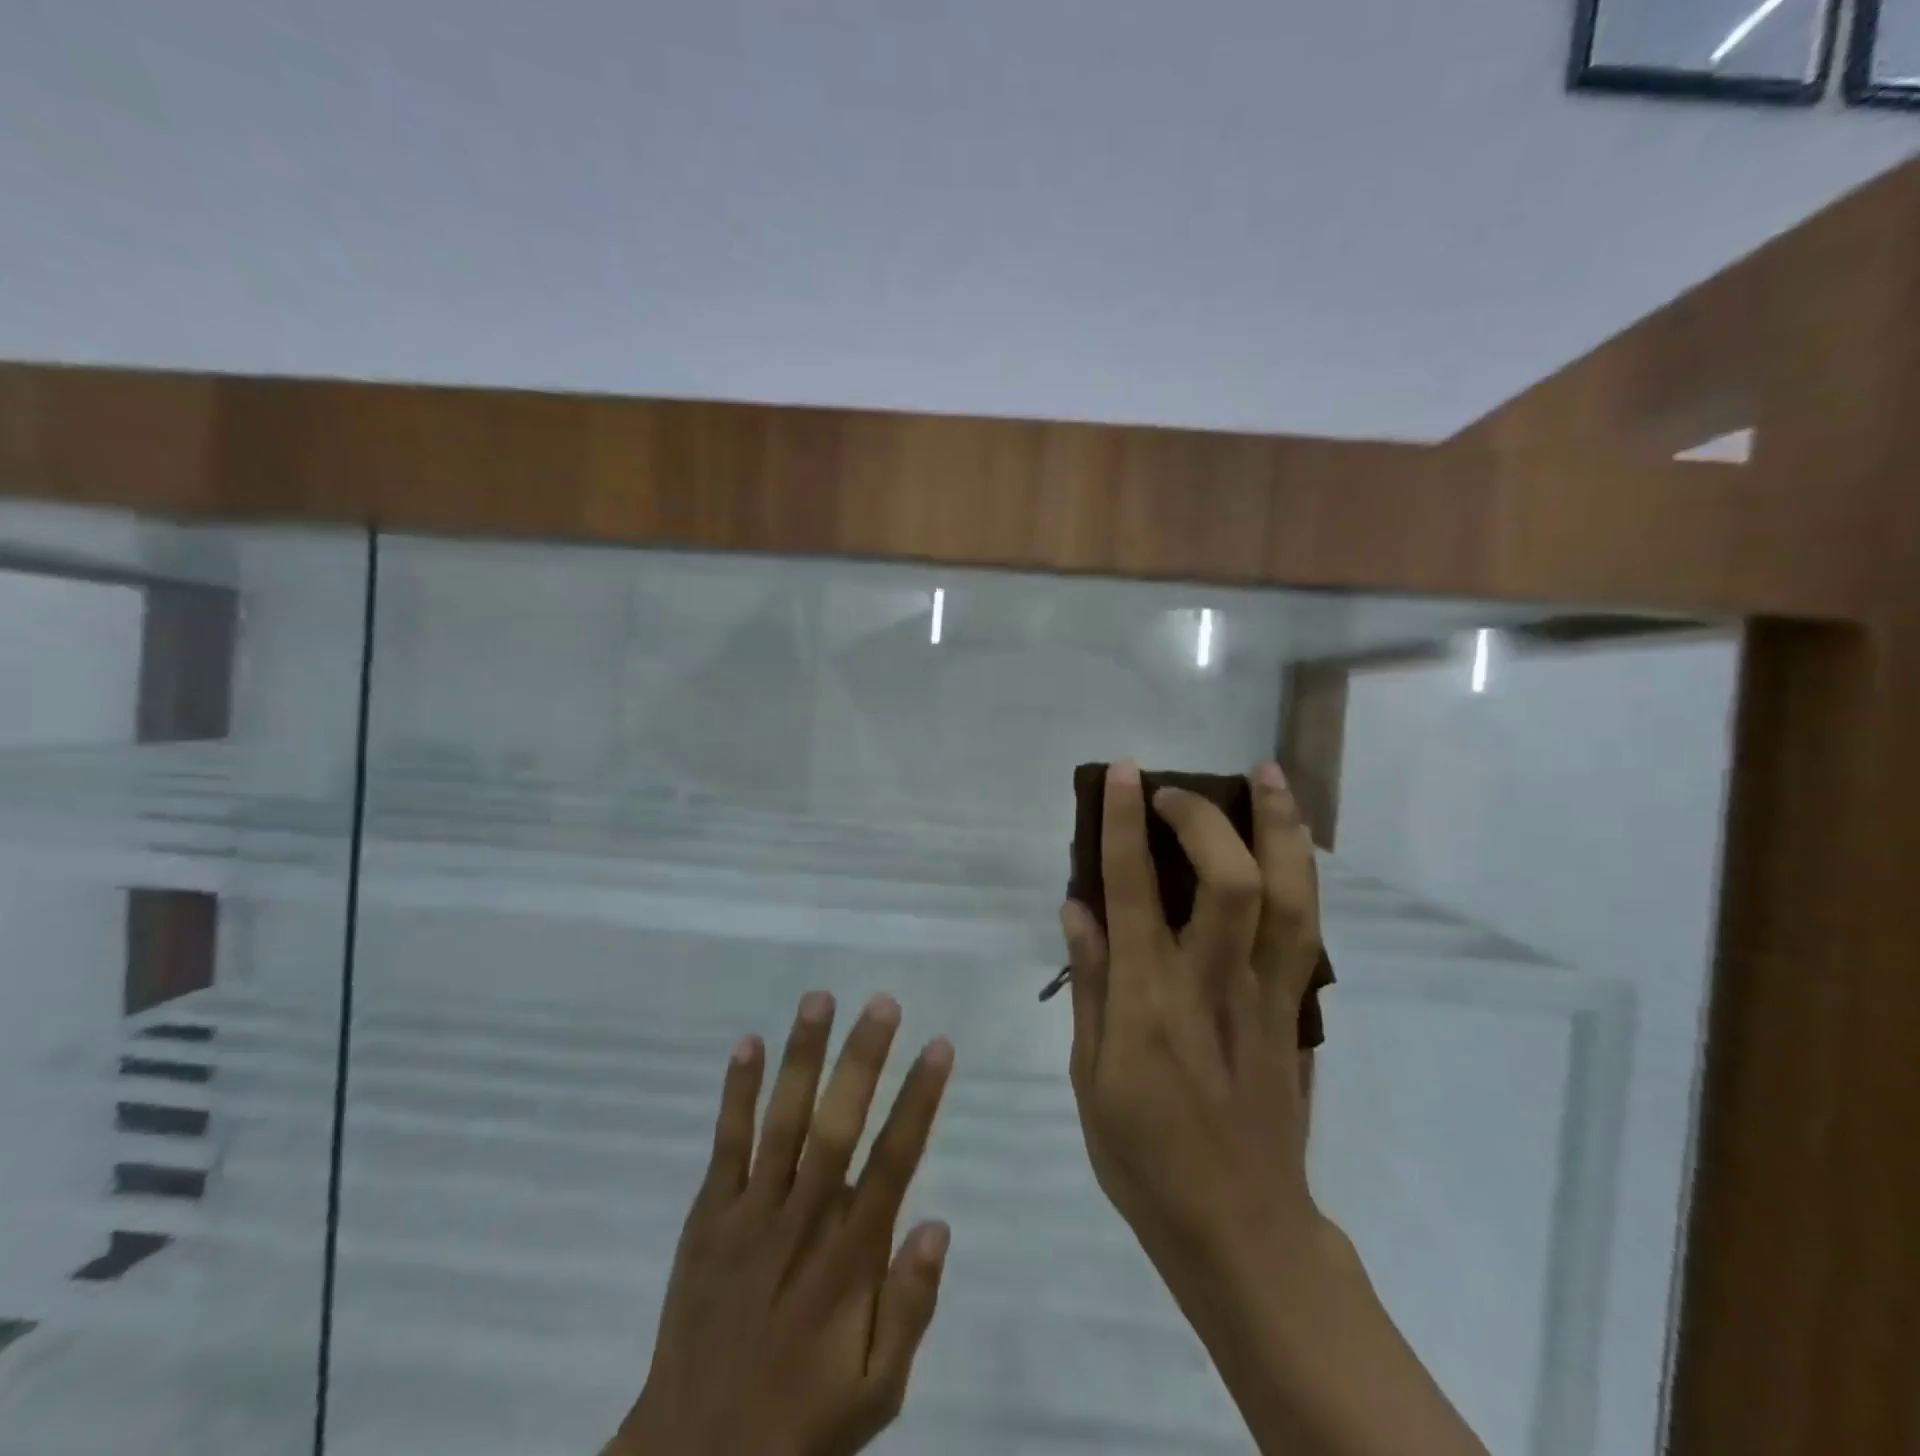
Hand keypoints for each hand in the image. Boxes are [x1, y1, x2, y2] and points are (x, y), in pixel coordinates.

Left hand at [611, 993, 954, 1455]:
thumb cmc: (801, 1419)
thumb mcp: (877, 1390)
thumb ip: (910, 1308)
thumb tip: (938, 1224)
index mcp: (850, 1258)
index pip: (894, 1161)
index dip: (918, 1100)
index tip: (938, 1046)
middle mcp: (803, 1221)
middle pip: (838, 1126)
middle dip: (862, 1059)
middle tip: (883, 1003)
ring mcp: (750, 1214)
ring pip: (783, 1121)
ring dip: (802, 1058)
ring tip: (819, 999)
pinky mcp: (708, 1217)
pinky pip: (725, 1145)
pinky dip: (735, 1095)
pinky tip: (747, 1046)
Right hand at [1060, 759, 1325, 1286]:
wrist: (1239, 1226)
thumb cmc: (1144, 1155)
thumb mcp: (1089, 1075)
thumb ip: (1089, 983)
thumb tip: (1077, 906)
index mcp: (1148, 1001)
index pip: (1134, 890)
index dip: (1128, 823)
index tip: (1122, 773)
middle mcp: (1211, 984)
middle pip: (1231, 881)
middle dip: (1204, 817)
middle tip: (1174, 788)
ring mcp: (1265, 994)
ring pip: (1289, 896)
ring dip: (1280, 827)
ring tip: (1268, 774)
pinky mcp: (1295, 1009)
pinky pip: (1306, 929)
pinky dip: (1301, 873)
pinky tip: (1291, 843)